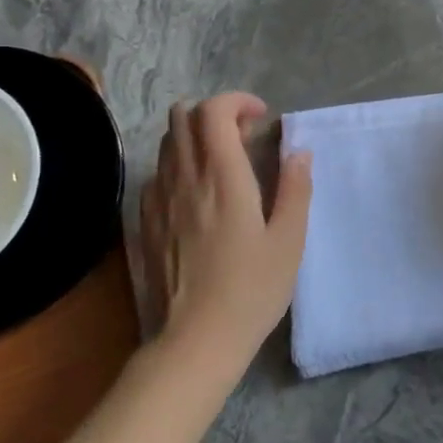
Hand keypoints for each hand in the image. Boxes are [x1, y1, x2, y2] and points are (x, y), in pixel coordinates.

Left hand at [139, 94, 312, 360]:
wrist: (195, 340)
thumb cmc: (252, 290)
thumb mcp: (289, 240)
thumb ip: (295, 188)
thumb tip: (298, 152)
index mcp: (223, 177)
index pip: (213, 111)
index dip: (237, 101)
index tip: (261, 118)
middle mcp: (184, 178)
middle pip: (182, 116)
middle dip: (214, 113)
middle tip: (243, 138)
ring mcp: (158, 200)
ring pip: (166, 143)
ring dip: (195, 138)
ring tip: (224, 166)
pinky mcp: (145, 223)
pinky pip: (157, 174)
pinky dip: (179, 168)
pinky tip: (198, 197)